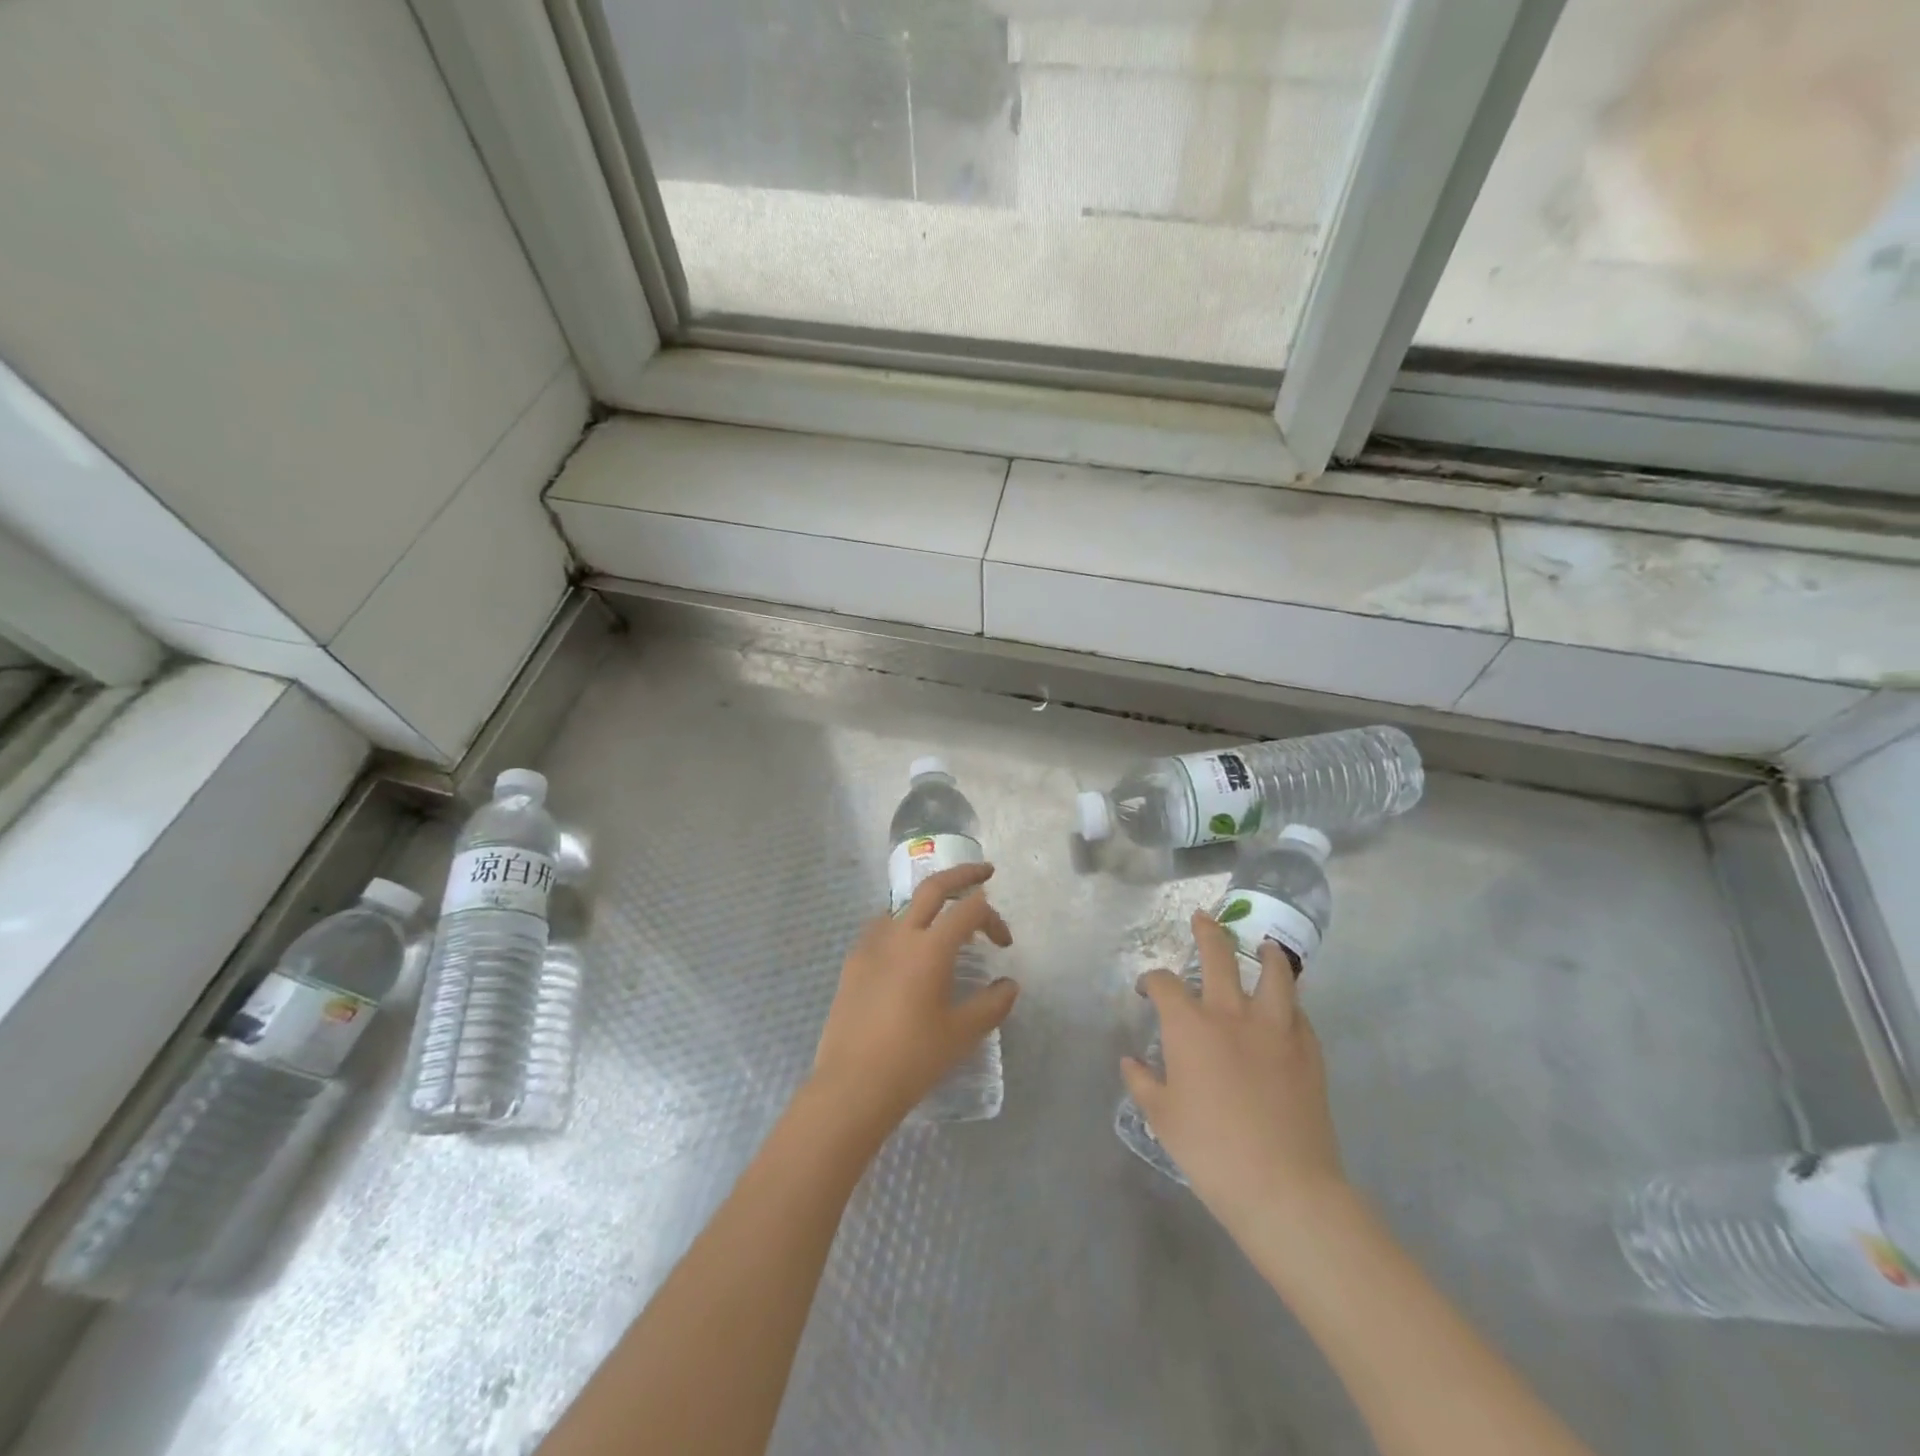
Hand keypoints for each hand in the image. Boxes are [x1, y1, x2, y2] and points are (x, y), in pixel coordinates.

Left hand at [808, 862, 1017, 1136]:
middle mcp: (900, 935)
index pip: (970, 910)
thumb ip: (992, 1004)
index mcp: (931, 948)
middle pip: (933, 887)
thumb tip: (1009, 985)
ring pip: (903, 906)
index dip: (993, 918)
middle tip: (985, 871)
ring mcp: (871, 945)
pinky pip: (881, 930)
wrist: (853, 1085)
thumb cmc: (914, 1058)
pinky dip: (901, 927)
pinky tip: (905, 952)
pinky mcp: (852, 963)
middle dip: (963, 874)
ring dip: (927, 904)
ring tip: (943, 921)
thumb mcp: (962, 1033)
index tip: (1004, 944)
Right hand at [1122, 911, 1345, 1239]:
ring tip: (1263, 945)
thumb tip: (1131, 1062)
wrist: (1283, 1186)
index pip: (1164, 984)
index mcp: (1190, 1026)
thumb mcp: (1162, 1118)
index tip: (1147, 989)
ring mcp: (1275, 1029)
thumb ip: (1142, 1083)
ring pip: (1274, 973)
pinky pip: (1298, 1011)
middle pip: (1219, 957)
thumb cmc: (1211, 1150)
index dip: (1151, 980)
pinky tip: (1286, 1006)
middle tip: (1202, 919)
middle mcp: (1231, 1014)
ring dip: (1265, 954)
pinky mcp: (1308, 1050)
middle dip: (1207, 933)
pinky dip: (1289, 1000)